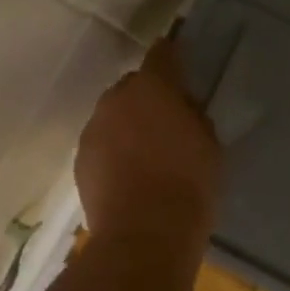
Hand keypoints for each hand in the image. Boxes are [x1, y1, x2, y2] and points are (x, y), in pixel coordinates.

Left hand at [75, 37, 222, 246]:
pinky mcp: (80, 159)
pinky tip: (127, 174)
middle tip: (165, 120)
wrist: (143, 236)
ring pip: (112, 115)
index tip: (178, 60)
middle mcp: (116, 99)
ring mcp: (93, 129)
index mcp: (153, 88)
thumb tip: (182, 109)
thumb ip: (193, 117)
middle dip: (146, 96)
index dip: (170, 54)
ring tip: (144, 151)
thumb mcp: (208, 145)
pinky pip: (100, 142)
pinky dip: (112, 150)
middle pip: (132, 86)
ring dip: (126, 124)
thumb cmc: (188, 186)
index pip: (161, 54)